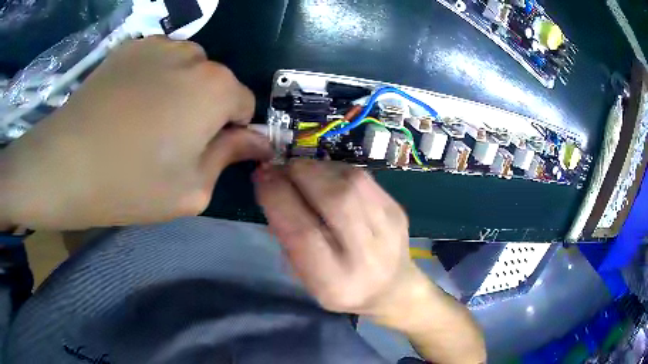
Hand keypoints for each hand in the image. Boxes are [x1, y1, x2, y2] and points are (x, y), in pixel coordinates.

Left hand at [0, 37, 271, 229]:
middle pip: (215, 83)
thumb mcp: (191, 189)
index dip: (232, 130)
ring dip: (179, 90)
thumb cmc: (130, 184)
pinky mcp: (130, 46)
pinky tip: (128, 102)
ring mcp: (159, 45)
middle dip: (204, 108)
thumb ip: (229, 157)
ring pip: (187, 67)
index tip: (207, 151)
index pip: (245, 104)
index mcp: (216, 88)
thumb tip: (258, 141)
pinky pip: (158, 60)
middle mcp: (194, 55)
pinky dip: (153, 78)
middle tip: (171, 140)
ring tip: (147, 120)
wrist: (65, 163)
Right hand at [254, 159, 424, 317]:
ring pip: (351, 183)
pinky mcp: (397, 210)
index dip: (278, 198)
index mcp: (335, 283)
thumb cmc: (341, 287)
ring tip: (299, 170)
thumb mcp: (306, 278)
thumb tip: (273, 189)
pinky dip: (336, 169)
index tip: (261, 178)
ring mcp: (388, 230)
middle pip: (333, 200)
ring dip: (316, 168)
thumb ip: (288, 239)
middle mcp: (366, 257)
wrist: (392, 288)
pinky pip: (364, 177)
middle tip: (279, 168)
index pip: (303, 234)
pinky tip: (324, 175)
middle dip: (298, 175)